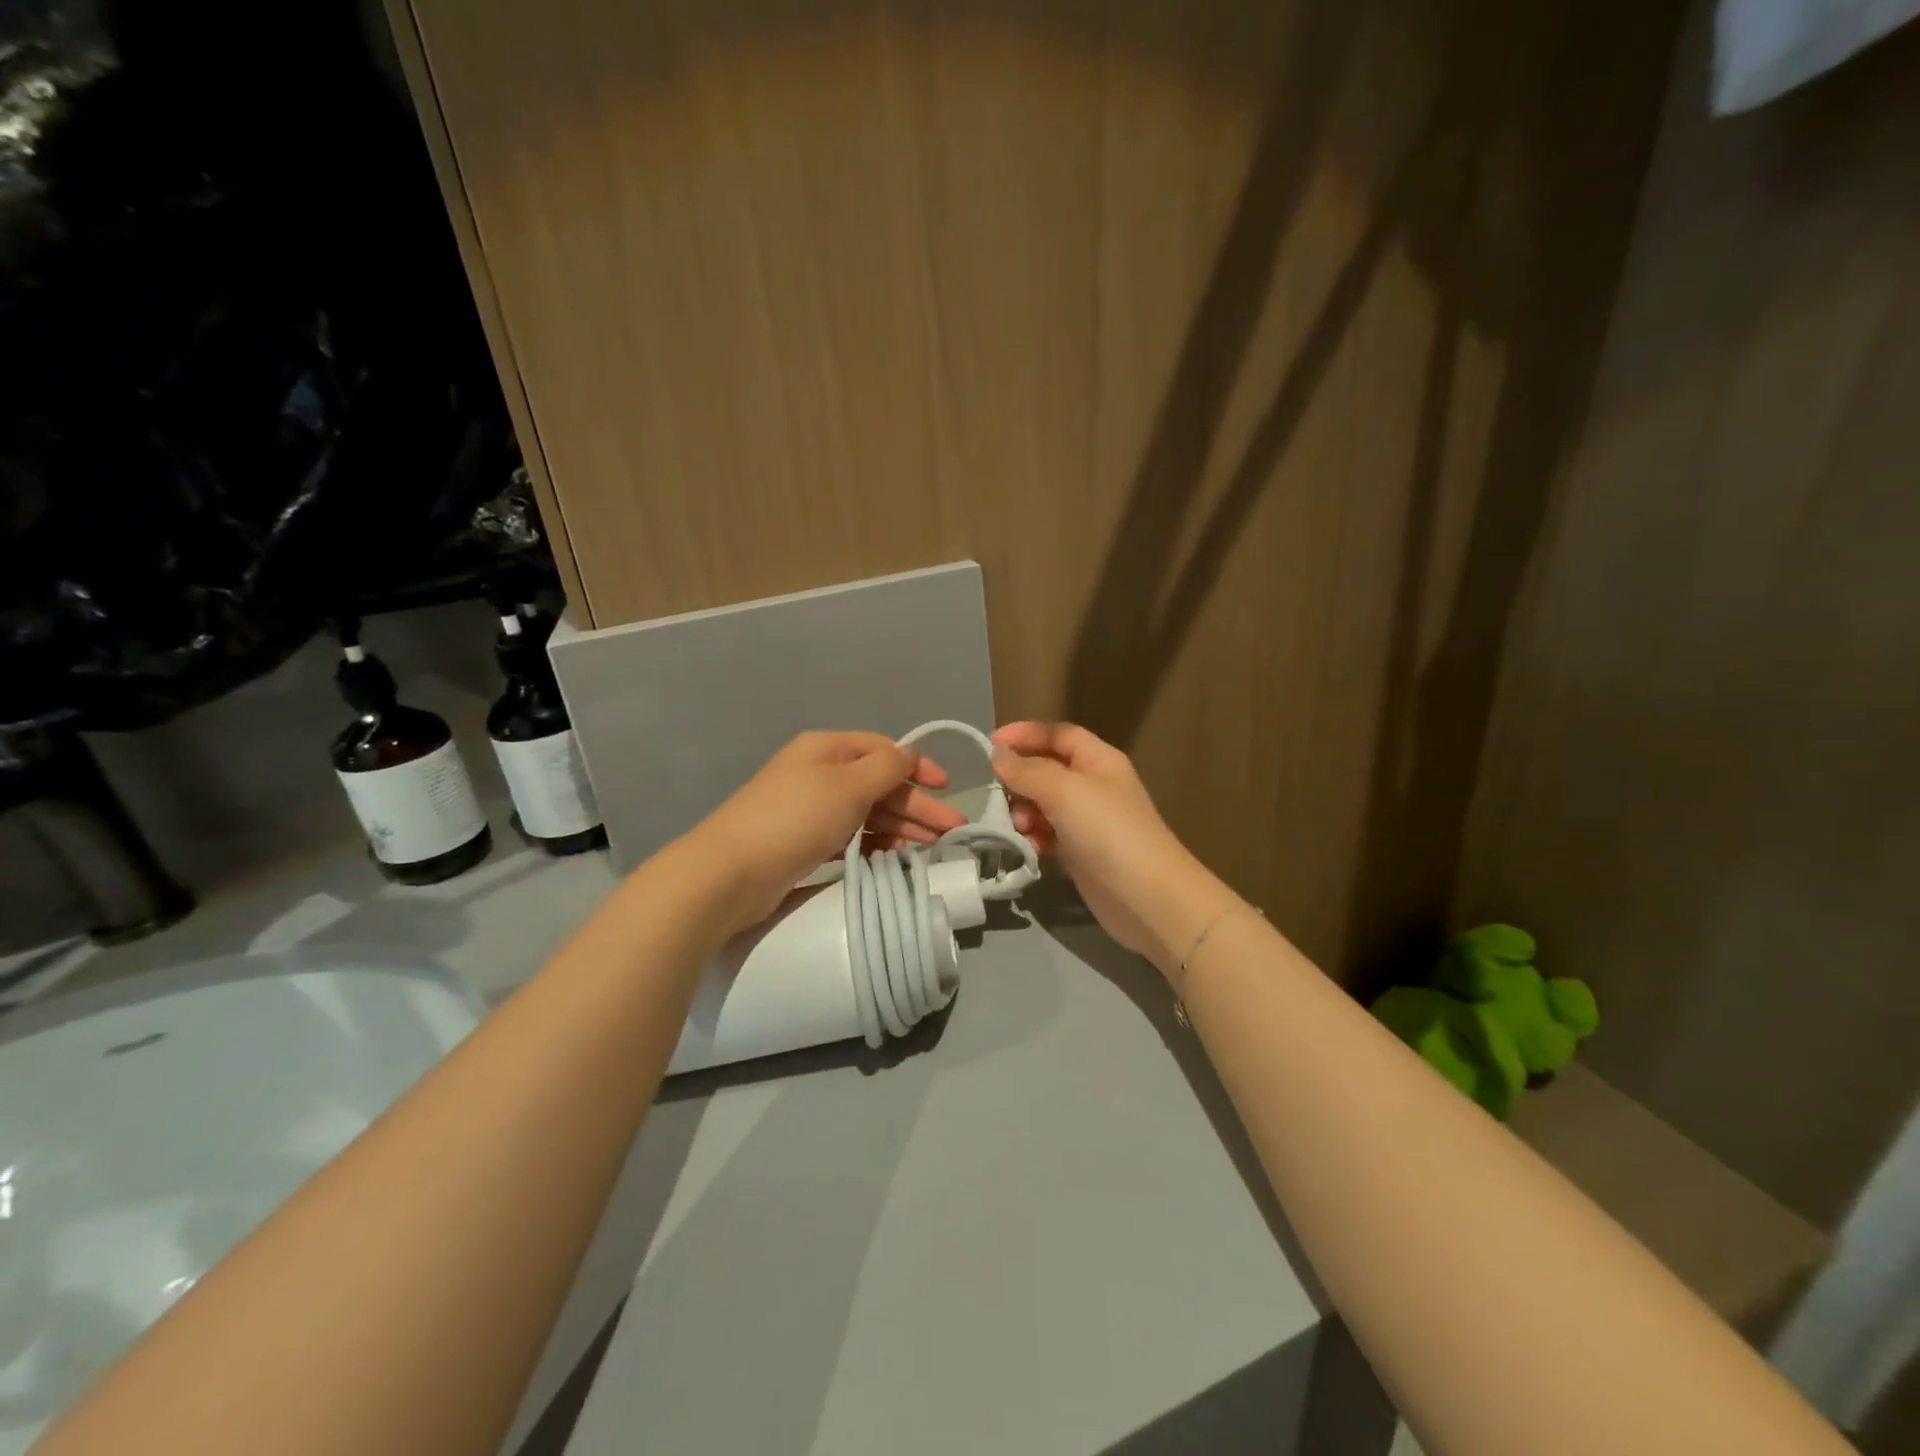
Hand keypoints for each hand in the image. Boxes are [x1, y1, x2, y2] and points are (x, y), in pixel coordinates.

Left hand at [691, 732, 967, 932]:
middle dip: (917, 805)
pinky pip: (851, 836)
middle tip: (952, 831)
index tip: (947, 787)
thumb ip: (886, 767)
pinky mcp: (805, 842)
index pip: (883, 750)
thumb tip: (909, 755)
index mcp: (827, 749)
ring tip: (931, 848)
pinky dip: (875, 844)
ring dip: (901, 826)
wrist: (730, 873)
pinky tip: (895, 858)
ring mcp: (811, 809)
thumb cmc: (795, 818)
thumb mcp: (848, 785)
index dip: (917, 766)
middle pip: (879, 784)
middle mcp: (820, 774)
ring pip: (867, 813)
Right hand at [991, 722, 1233, 968]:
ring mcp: (1087, 820)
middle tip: (998, 795)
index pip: (1057, 734)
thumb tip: (998, 754)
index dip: (1025, 733)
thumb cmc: (1108, 831)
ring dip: (1024, 811)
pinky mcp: (1080, 852)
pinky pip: (1048, 834)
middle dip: (1020, 779)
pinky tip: (1029, 847)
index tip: (990, 743)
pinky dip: (1034, 837)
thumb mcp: (1064, 791)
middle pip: (1046, 769)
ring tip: (1019, 827)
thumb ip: (1027, 771)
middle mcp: (1093, 784)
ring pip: (1043, 804)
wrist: (1146, 898)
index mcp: (1098, 759)